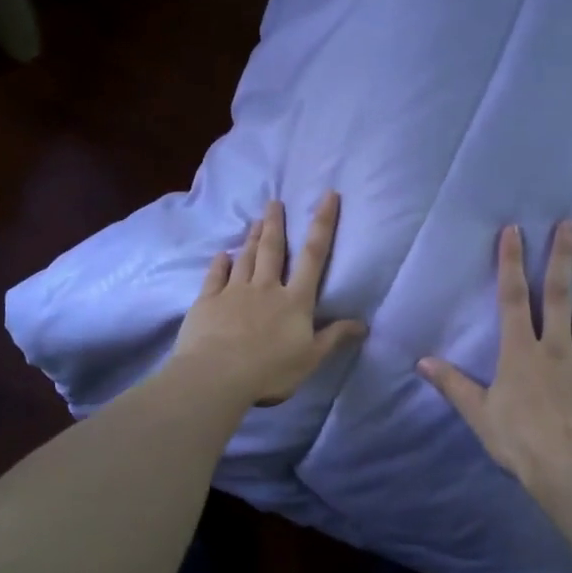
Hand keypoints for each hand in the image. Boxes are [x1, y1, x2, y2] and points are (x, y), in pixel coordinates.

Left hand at [170, 193, 367, 406]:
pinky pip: (216, 276)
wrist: (216, 376)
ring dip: (253, 238)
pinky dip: (220, 263)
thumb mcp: (310, 358)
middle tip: (274, 201)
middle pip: (273, 249)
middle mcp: (266, 288)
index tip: (328, 196)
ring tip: (257, 220)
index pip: (314, 257)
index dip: (323, 224)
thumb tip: (363, 323)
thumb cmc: (270, 370)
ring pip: (246, 258)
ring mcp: (234, 291)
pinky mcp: (208, 301)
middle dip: (276, 223)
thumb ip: (334, 337)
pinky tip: (223, 254)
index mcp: (294, 300)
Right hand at [419, 222, 571, 512]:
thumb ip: (453, 384)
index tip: (514, 230)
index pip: (512, 298)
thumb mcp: (478, 414)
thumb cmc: (520, 442)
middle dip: (563, 258)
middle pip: (559, 296)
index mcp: (521, 352)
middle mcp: (557, 349)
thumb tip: (421, 362)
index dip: (510, 263)